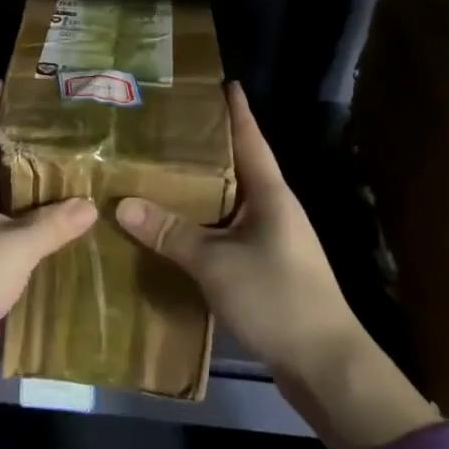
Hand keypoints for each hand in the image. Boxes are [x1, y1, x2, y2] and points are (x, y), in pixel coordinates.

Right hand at [115, 83, 434, 448]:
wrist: (326, 366)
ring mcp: (271, 240)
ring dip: (199, 190)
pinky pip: (226, 234)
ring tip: (159, 173)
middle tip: (164, 129)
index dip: (236, 110)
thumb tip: (122, 204)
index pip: (251, 139)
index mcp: (271, 194)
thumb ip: (171, 233)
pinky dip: (200, 227)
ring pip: (228, 203)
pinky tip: (173, 230)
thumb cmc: (278, 298)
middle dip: (205, 148)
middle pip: (236, 167)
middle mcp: (273, 210)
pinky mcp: (264, 269)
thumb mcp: (217, 263)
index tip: (220, 81)